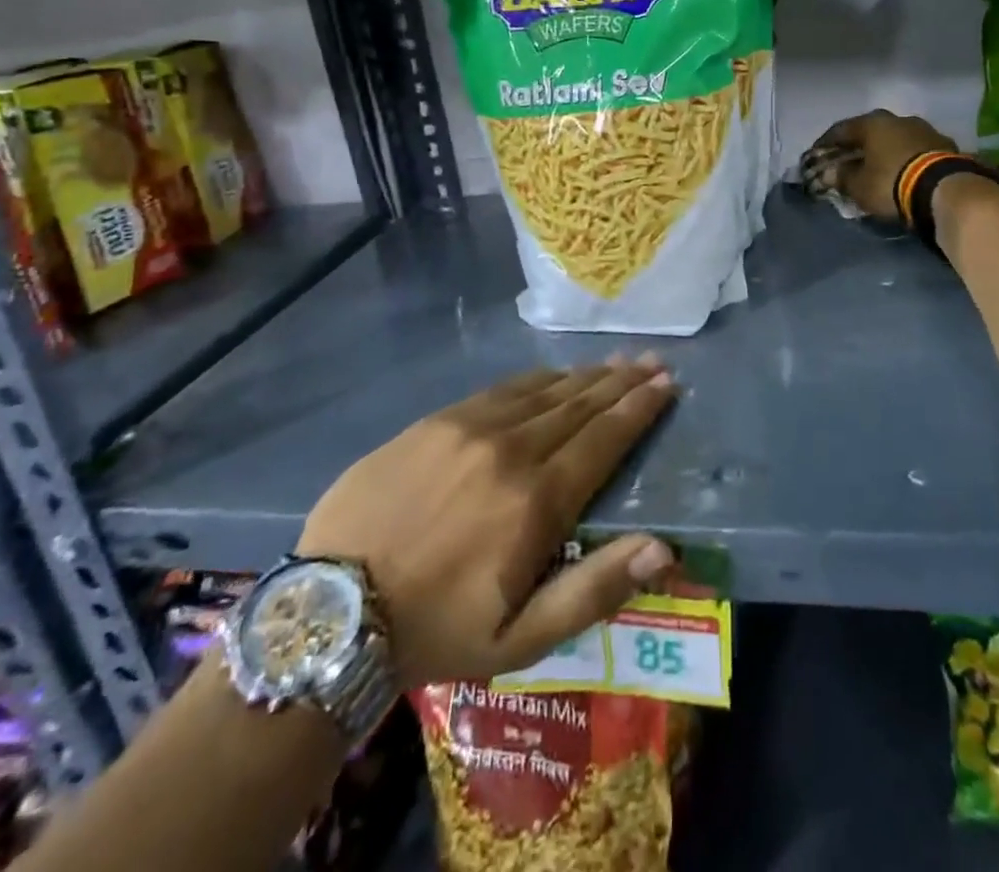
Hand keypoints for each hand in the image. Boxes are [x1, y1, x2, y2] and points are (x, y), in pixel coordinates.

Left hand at [297, 357, 678, 687]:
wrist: (332, 609)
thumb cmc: (436, 630)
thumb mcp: (520, 639)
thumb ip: (594, 589)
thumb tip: (663, 547)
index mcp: (536, 500)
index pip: (604, 439)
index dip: (639, 408)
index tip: (666, 383)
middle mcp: (510, 449)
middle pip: (580, 405)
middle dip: (621, 381)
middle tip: (651, 360)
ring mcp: (469, 427)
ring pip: (544, 390)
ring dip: (585, 375)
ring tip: (615, 361)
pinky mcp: (436, 421)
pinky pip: (502, 389)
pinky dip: (538, 380)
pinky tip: (553, 375)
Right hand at [809, 110, 956, 220]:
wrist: (945, 189)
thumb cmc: (890, 183)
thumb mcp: (858, 186)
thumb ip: (840, 177)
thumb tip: (827, 173)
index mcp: (872, 123)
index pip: (840, 130)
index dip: (825, 143)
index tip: (816, 155)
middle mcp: (897, 119)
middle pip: (870, 131)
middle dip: (857, 146)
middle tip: (847, 160)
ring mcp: (924, 129)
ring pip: (895, 138)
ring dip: (883, 151)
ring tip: (876, 167)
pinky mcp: (944, 145)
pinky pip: (915, 150)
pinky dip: (904, 158)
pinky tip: (901, 172)